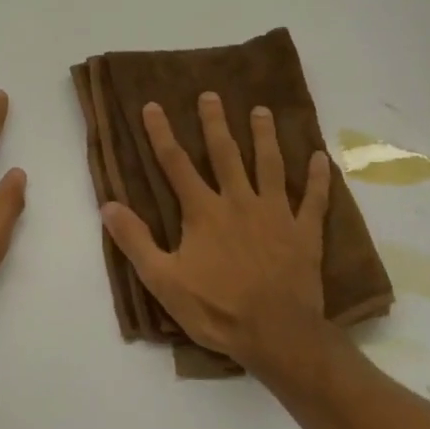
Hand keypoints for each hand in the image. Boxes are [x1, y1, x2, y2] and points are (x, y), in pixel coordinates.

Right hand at [100, 92, 329, 365]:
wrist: (276, 333)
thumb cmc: (215, 309)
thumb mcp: (163, 280)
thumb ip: (136, 241)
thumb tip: (109, 205)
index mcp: (203, 212)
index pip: (176, 164)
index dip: (162, 134)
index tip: (154, 106)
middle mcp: (240, 202)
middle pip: (226, 154)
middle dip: (215, 123)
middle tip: (212, 95)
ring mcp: (276, 214)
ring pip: (270, 165)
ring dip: (265, 136)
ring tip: (262, 111)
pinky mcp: (305, 232)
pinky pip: (314, 199)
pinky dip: (318, 178)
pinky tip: (321, 157)